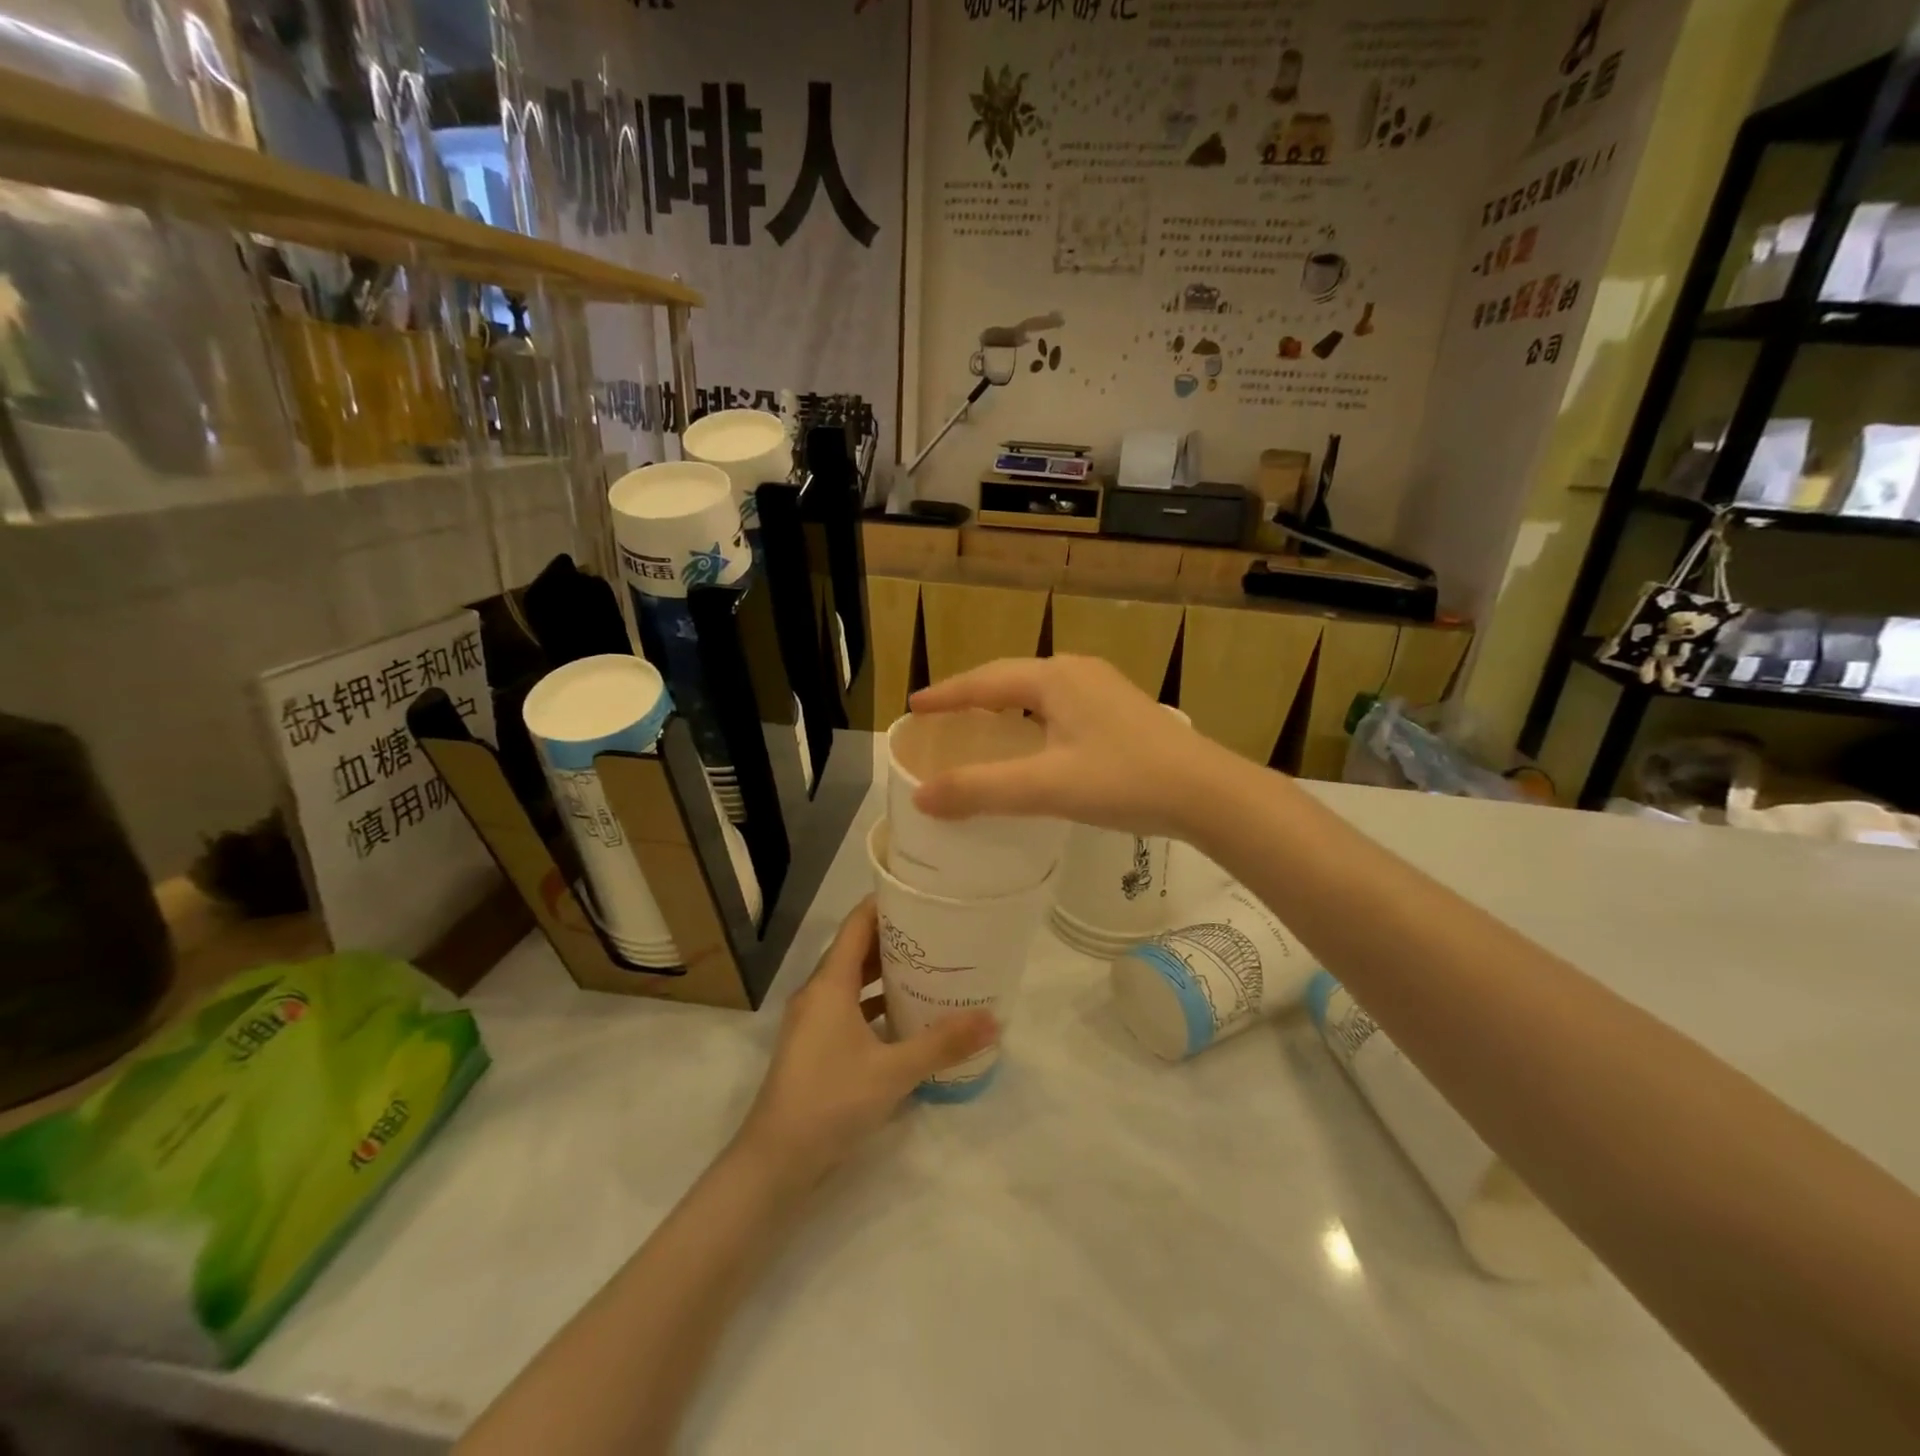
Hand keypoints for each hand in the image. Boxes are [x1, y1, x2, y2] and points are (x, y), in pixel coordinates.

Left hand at [737, 899, 996, 1185]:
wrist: (775, 1162)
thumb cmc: (830, 1101)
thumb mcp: (893, 1072)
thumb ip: (943, 1044)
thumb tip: (994, 1019)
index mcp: (830, 984)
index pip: (857, 924)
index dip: (886, 904)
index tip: (923, 896)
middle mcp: (818, 993)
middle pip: (857, 949)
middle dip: (895, 938)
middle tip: (939, 931)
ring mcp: (813, 1021)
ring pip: (853, 981)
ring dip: (885, 972)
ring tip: (930, 967)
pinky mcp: (816, 1046)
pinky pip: (849, 1008)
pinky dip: (876, 1003)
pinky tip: (907, 1016)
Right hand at [908, 656, 1235, 836]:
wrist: (1208, 792)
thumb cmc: (1125, 781)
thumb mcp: (1046, 787)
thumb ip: (980, 790)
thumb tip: (921, 795)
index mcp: (1055, 678)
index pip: (984, 681)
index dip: (946, 695)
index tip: (914, 707)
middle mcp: (1078, 672)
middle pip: (1010, 678)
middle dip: (973, 696)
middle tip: (942, 717)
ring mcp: (1104, 688)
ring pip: (1038, 691)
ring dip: (1004, 705)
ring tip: (980, 726)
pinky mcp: (1121, 709)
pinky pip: (1060, 704)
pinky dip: (1032, 717)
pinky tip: (1035, 740)